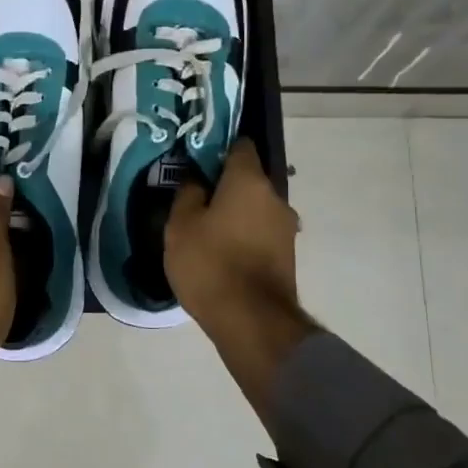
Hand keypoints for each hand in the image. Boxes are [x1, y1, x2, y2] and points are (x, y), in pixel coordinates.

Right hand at [165, 141, 317, 413]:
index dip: (218, 149)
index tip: (198, 161)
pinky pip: (261, 234)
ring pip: (256, 209)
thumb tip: (197, 179)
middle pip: (248, 180)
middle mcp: (275, 197)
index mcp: (249, 181)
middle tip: (196, 200)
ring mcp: (286, 228)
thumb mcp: (180, 226)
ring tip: (208, 231)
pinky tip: (224, 253)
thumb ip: (187, 194)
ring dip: (236, 215)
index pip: (240, 146)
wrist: (252, 321)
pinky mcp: (287, 256)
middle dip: (225, 187)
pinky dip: (245, 237)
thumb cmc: (210, 264)